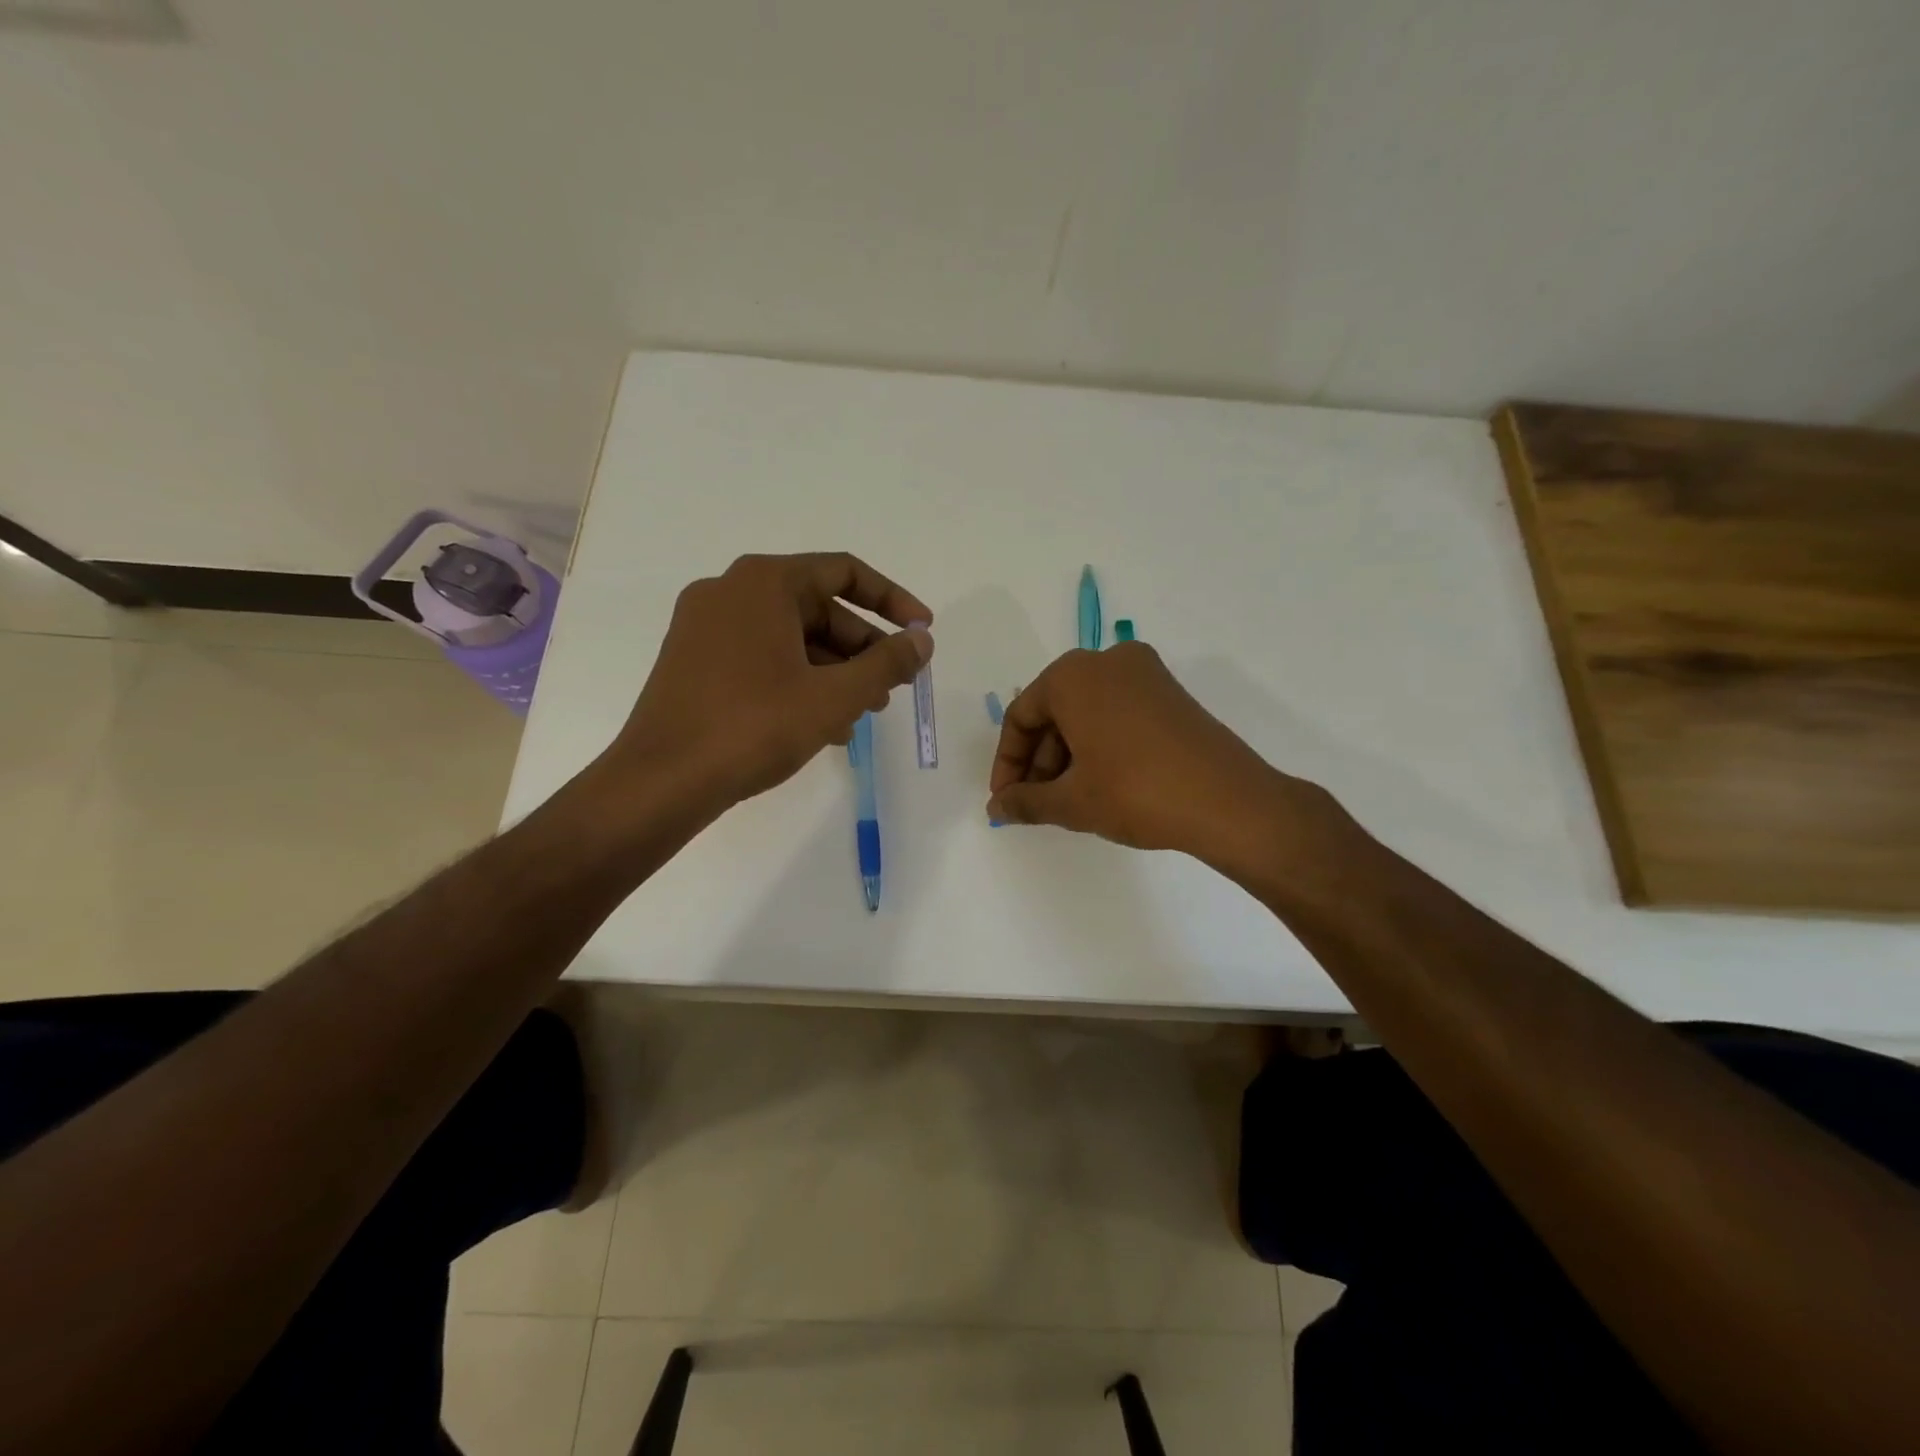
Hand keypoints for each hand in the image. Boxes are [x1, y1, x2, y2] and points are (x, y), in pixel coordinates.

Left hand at [612, 552, 931, 808]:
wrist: (662, 781)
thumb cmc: (754, 726)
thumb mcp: (835, 696)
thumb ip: (887, 663)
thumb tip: (922, 641)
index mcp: (764, 582)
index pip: (845, 572)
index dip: (893, 600)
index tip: (923, 631)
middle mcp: (730, 592)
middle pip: (818, 607)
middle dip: (863, 648)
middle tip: (893, 686)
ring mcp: (706, 627)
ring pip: (791, 637)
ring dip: (835, 670)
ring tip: (865, 712)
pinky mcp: (693, 661)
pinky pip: (762, 658)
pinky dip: (799, 680)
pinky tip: (824, 724)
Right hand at [986, 643, 1334, 871]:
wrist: (1229, 801)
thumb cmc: (1135, 792)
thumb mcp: (1071, 802)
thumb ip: (1025, 802)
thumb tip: (996, 809)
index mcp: (1073, 675)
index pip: (1021, 717)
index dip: (1007, 763)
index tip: (1006, 800)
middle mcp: (1106, 661)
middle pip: (1054, 711)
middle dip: (1039, 761)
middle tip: (1036, 804)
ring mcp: (1144, 673)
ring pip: (1086, 713)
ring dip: (1067, 755)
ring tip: (1067, 801)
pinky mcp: (1170, 693)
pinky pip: (1116, 713)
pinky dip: (1099, 744)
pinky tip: (1100, 784)